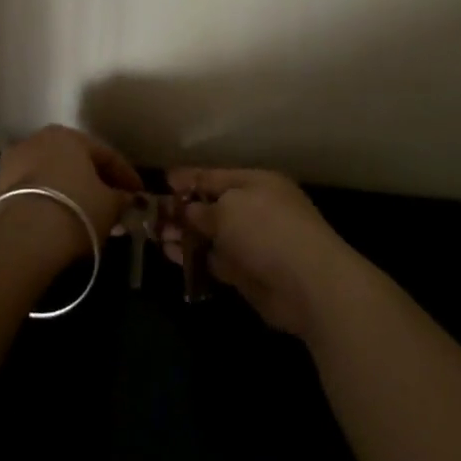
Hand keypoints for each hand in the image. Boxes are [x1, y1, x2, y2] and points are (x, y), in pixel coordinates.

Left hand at [0, 126, 141, 263]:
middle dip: (92, 182)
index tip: (138, 194)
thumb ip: (121, 198)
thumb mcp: (110, 206)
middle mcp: (34, 141)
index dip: (125, 175)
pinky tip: (53, 226)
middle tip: (110, 205)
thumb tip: (125, 199)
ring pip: (47, 178)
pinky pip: (27, 197)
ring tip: (80, 218)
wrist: (21, 239)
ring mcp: (8, 166)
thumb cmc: (75, 210)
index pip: (104, 154)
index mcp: (66, 136)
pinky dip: (42, 206)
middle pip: (72, 163)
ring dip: (65, 193)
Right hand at [163, 168, 361, 336]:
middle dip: (182, 209)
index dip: (189, 178)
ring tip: (154, 235)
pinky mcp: (248, 274)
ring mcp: (252, 243)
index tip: (163, 180)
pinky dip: (194, 257)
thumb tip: (186, 211)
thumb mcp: (228, 209)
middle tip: (151, 215)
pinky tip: (171, 255)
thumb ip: (202, 209)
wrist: (309, 284)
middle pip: (212, 206)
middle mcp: (255, 209)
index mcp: (256, 183)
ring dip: (184, 234)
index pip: (215, 176)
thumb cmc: (268, 230)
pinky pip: (215, 260)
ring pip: (211, 235)